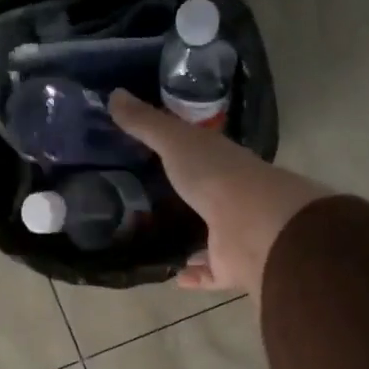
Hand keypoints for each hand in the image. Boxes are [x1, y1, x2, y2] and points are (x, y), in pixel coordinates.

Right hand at [109, 90, 326, 297]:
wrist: (253, 227)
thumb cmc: (216, 176)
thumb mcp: (175, 141)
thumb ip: (146, 123)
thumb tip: (114, 94)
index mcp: (222, 163)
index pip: (201, 152)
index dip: (181, 150)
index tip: (153, 152)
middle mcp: (232, 197)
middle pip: (207, 195)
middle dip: (186, 196)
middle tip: (149, 199)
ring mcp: (235, 234)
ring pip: (211, 235)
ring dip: (192, 238)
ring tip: (159, 238)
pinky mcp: (232, 267)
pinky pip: (210, 272)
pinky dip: (194, 275)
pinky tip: (173, 275)